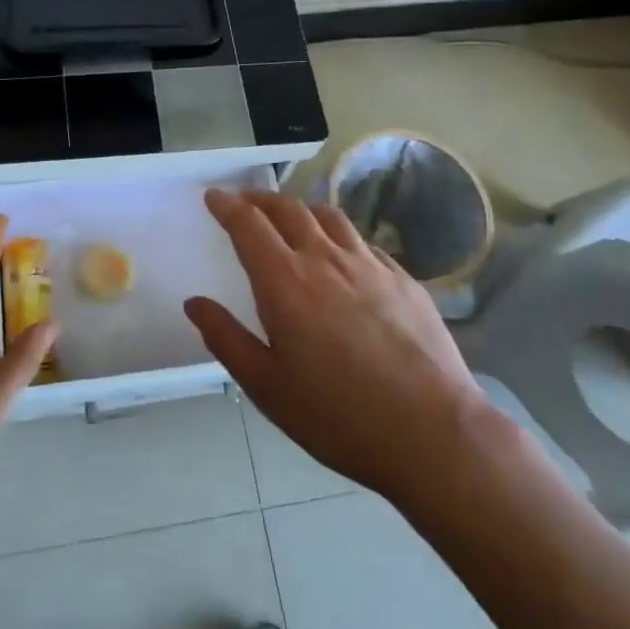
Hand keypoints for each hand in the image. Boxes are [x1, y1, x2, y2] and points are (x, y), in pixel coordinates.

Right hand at [186, 189, 496, 506]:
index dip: (227, 206)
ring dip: (301, 208)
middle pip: (288, 210)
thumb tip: (195, 303)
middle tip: (245, 200)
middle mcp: (325, 260)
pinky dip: (340, 236)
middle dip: (260, 198)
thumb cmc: (338, 416)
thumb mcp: (267, 387)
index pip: (248, 225)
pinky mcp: (403, 279)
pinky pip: (363, 242)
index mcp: (285, 282)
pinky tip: (343, 255)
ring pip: (329, 216)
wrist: (433, 432)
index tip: (213, 196)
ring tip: (291, 216)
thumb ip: (226, 339)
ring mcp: (370, 265)